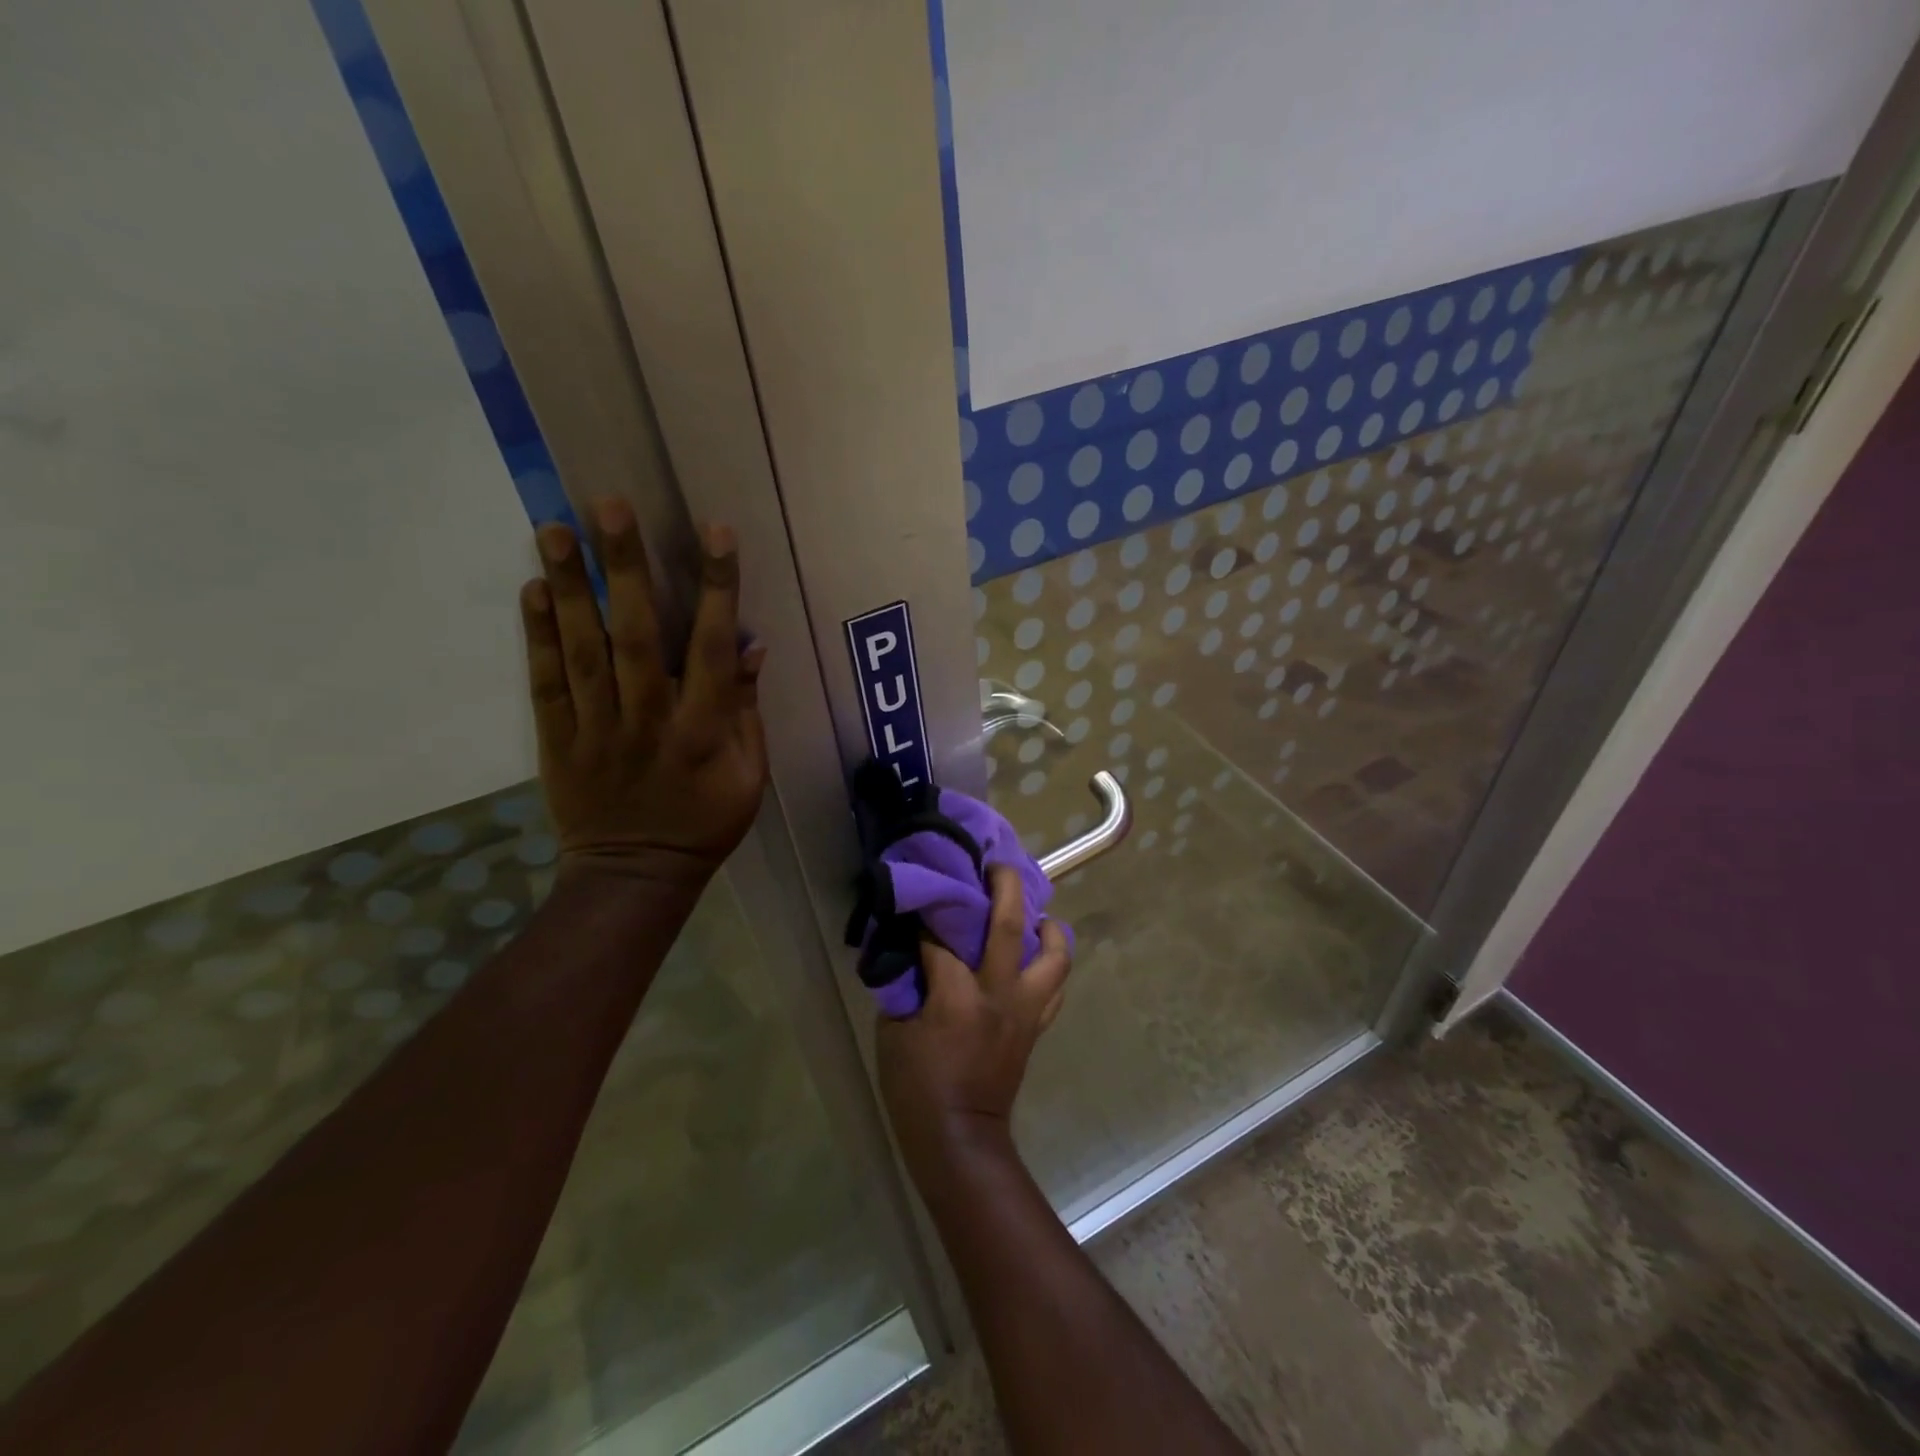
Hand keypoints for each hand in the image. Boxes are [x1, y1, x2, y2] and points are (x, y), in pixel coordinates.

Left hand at [522, 498, 767, 887]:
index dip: (716, 588)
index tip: (715, 532)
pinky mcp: (557, 740)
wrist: (635, 876)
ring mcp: (596, 729)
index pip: (710, 648)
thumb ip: (745, 711)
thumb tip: (750, 645)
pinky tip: (534, 590)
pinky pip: (545, 684)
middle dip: (624, 569)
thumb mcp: (747, 776)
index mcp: (701, 731)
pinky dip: (538, 637)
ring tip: (553, 529)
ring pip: (581, 651)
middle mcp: (647, 720)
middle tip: (609, 506)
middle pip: (634, 636)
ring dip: (569, 588)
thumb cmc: (704, 823)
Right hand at [876, 867, 1071, 1179]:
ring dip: (1048, 925)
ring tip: (1034, 912)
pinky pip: (1056, 986)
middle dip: (1004, 885)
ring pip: (1054, 954)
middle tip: (996, 865)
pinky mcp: (1036, 1025)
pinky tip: (1038, 953)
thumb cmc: (916, 1087)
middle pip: (1010, 924)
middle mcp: (1000, 993)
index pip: (943, 937)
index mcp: (958, 995)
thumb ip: (907, 983)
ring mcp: (1025, 1009)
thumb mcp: (894, 1031)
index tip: (924, 891)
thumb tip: (913, 949)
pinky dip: (1052, 962)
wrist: (960, 1139)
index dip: (930, 912)